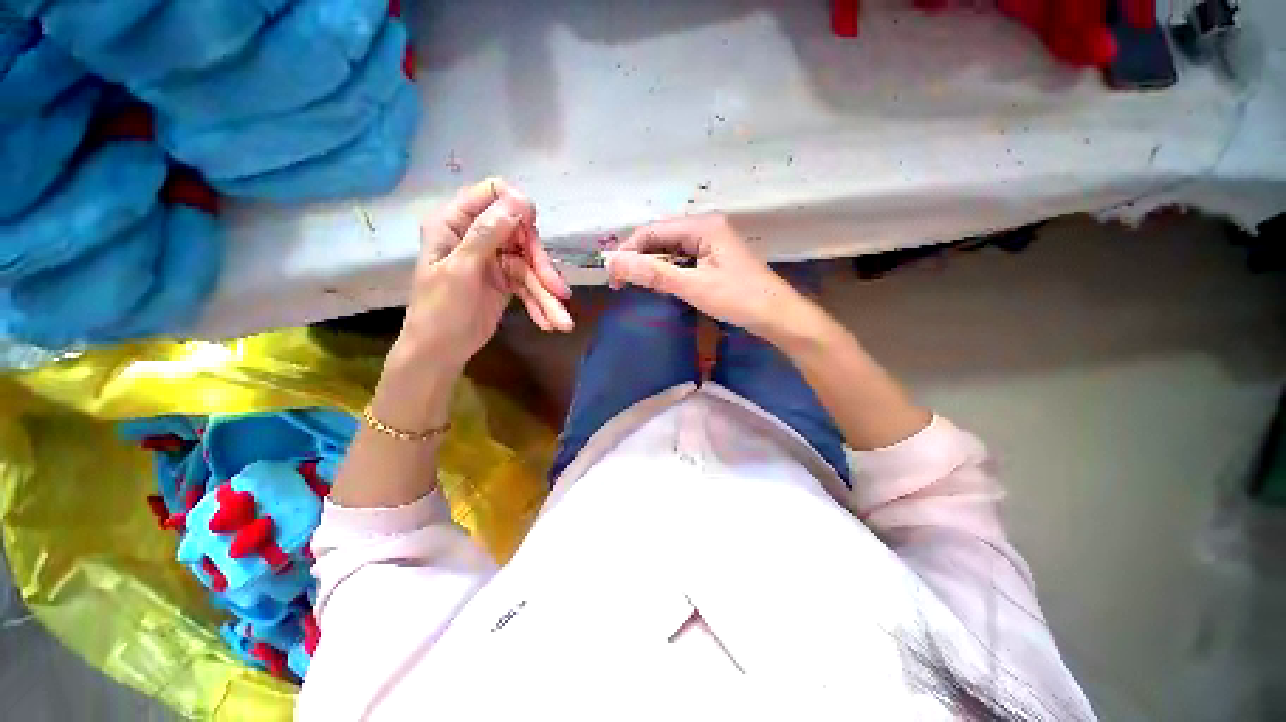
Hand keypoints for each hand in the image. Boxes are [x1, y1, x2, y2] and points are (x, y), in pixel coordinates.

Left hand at [394, 178, 573, 374]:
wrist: (440, 352)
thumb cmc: (439, 311)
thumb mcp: (461, 270)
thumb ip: (486, 234)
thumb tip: (519, 202)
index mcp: (455, 223)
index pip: (491, 194)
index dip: (516, 207)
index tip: (533, 230)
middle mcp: (477, 236)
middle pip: (521, 235)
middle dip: (542, 266)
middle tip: (559, 291)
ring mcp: (494, 260)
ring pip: (530, 267)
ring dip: (547, 295)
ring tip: (563, 322)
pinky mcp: (506, 281)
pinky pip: (529, 286)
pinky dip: (540, 305)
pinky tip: (548, 323)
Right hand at [606, 214, 804, 339]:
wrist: (779, 317)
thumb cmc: (739, 300)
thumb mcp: (694, 287)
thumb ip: (654, 274)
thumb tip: (614, 263)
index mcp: (703, 226)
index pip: (653, 231)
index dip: (628, 250)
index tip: (612, 275)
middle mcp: (706, 227)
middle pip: (661, 238)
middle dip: (639, 258)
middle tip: (621, 283)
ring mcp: (711, 243)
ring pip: (671, 250)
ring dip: (652, 266)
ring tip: (636, 285)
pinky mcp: (714, 258)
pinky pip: (683, 260)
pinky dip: (668, 272)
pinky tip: (661, 284)